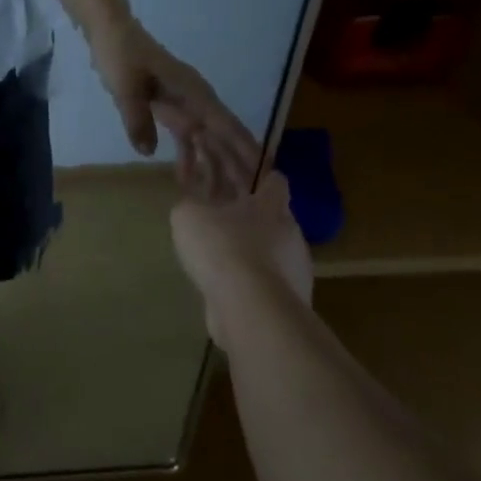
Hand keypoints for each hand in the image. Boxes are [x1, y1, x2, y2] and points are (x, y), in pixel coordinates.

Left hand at [89, 18, 260, 201]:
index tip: (266, 171)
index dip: (246, 149)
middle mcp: (195, 99)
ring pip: (205, 139)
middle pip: (221, 137)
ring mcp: (183, 103)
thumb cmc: (120, 54)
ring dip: (213, 165)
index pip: (225, 125)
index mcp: (192, 92)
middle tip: (250, 199)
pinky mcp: (168, 107)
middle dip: (236, 166)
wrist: (110, 31)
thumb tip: (149, 153)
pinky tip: (187, 179)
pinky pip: (184, 135)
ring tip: (222, 198)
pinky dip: (188, 155)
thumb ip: (137, 118)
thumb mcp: (126, 86)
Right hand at [171, 170, 314, 348]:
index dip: (254, 172)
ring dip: (244, 240)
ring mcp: (291, 267)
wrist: (252, 310)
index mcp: (271, 203)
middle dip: (245, 206)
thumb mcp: (189, 216)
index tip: (235, 170)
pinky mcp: (284, 298)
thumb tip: (192, 205)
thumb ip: (189, 204)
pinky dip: (243, 271)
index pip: (273, 177)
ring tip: (214, 246)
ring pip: (266, 244)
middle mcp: (287, 231)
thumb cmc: (224, 248)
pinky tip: (221, 276)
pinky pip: (261, 274)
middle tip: (216, 205)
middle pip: (269, 210)